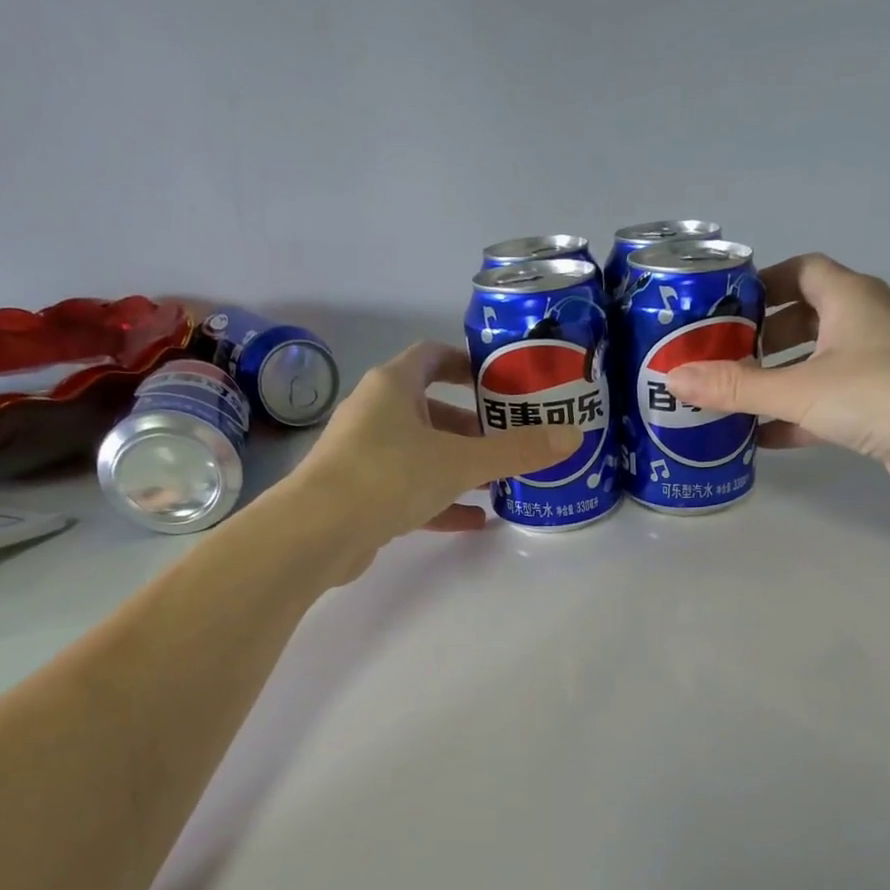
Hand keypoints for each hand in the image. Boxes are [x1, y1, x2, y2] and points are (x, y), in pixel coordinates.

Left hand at [290, 340, 581, 554]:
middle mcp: (376, 415)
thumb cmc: (388, 475)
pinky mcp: (363, 497)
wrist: (317, 532)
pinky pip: (411, 492)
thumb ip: (516, 450)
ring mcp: (366, 457)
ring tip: (500, 482)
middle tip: (510, 441)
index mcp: (393, 387)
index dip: (465, 363)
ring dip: (459, 466)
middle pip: (431, 411)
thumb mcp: (461, 461)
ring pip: (422, 454)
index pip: (431, 357)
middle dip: (472, 426)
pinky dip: (442, 501)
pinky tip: (476, 519)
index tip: (498, 381)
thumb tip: (572, 436)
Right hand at [665, 253, 889, 502]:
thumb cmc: (881, 393)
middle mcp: (863, 324)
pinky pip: (825, 403)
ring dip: (774, 380)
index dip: (761, 284)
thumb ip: (735, 386)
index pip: (800, 271)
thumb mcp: (798, 388)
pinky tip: (760, 438)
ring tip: (729, 399)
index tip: (721, 309)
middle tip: (717, 361)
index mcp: (849, 298)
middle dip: (759, 339)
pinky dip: (794, 416)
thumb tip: (673, 379)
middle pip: (802, 319)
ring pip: (812, 364)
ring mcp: (874, 366)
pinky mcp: (879, 407)